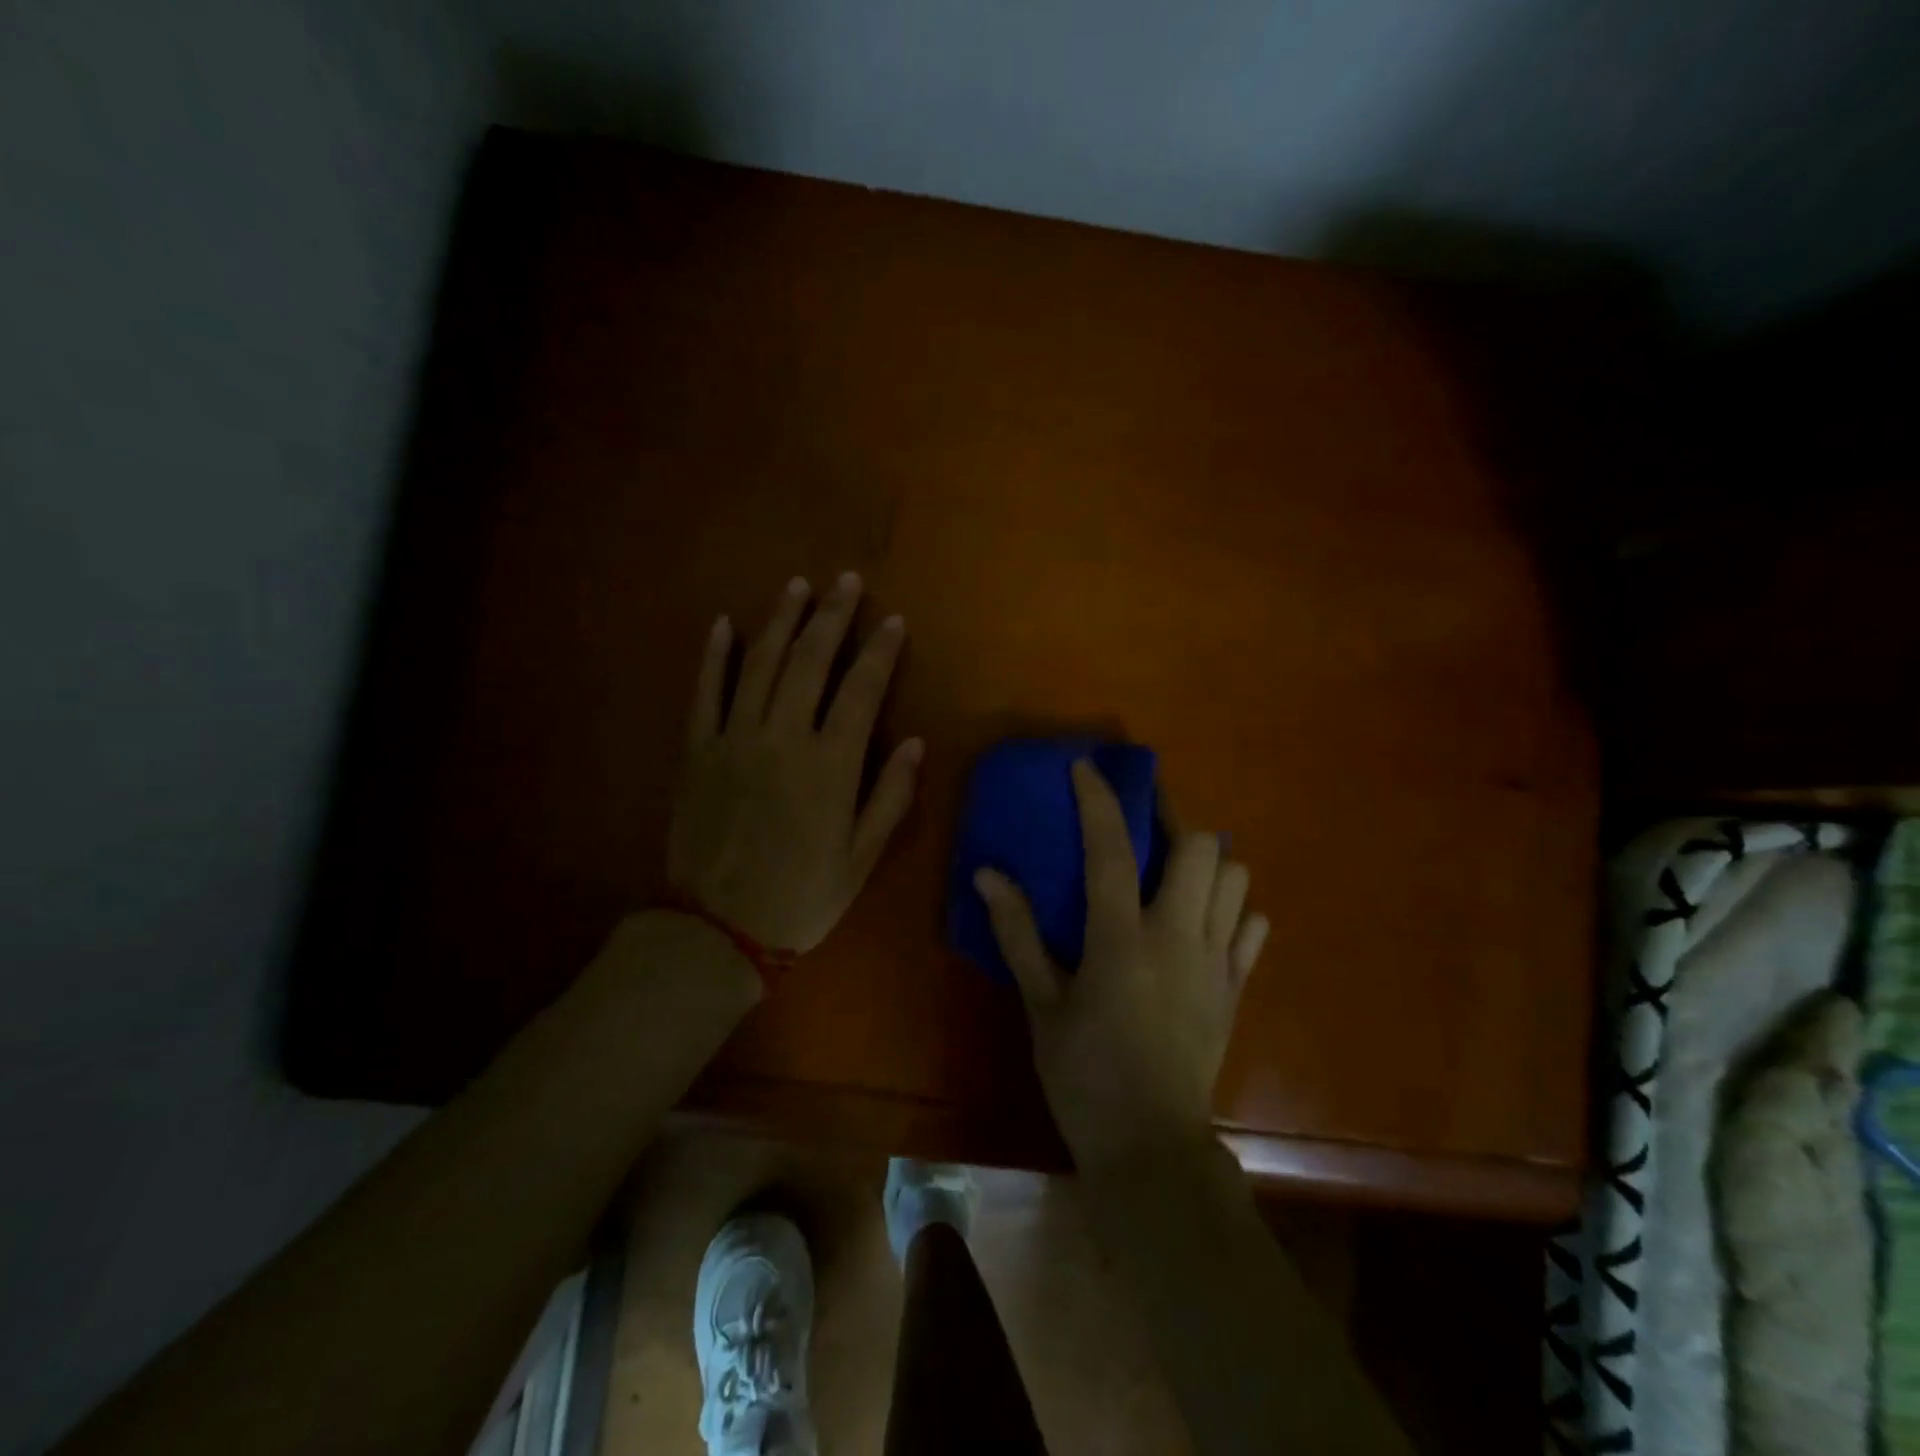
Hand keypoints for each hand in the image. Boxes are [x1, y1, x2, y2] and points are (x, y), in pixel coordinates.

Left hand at [668, 572, 921, 953]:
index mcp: (830, 766)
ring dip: (780, 620)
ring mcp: (734, 739)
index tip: (892, 620)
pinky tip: (724, 623)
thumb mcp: (861, 859)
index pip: (861, 690)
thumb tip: (916, 742)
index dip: (879, 651)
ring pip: (758, 664)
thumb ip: (890, 797)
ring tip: (797, 586)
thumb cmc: (800, 897)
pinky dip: (714, 655)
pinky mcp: (696, 751)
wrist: (716, 931)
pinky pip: (705, 692)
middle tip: (846, 581)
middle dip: (831, 616)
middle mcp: (782, 738)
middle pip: (809, 661)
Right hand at [975, 761, 1269, 1166]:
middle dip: (1173, 818)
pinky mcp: (1237, 988)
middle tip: (1144, 820)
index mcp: (1122, 939)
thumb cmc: (1085, 1076)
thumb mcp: (1041, 1004)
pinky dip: (1233, 908)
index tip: (1086, 767)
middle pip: (1201, 847)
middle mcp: (1179, 937)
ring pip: (1235, 879)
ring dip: (1207, 861)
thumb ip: (1018, 935)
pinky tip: (1204, 919)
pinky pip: (1252, 927)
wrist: (1152, 1148)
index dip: (1099, 800)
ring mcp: (1217, 962)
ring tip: (1173, 867)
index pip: (1112, 849)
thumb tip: (987, 875)